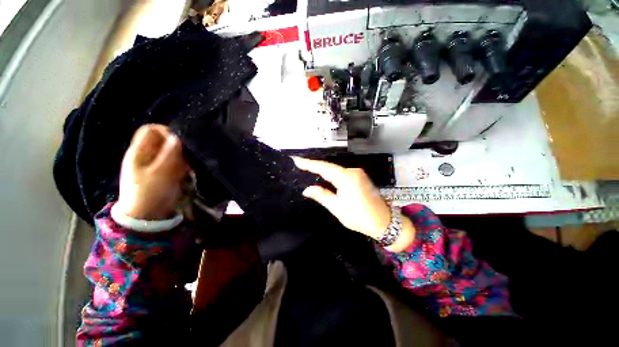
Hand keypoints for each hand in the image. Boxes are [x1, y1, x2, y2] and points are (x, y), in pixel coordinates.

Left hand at [116, 124, 188, 219]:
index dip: (166, 131)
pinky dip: (185, 166)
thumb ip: (169, 154)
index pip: (151, 130)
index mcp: (140, 152)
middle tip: (187, 157)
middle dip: (178, 147)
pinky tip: (188, 174)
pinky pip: (178, 163)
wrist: (147, 216)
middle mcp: (148, 155)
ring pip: (174, 152)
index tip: (180, 141)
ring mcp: (158, 164)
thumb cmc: (149, 193)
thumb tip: (178, 137)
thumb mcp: (159, 173)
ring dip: (183, 158)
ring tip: (188, 168)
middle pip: (164, 141)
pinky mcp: (166, 173)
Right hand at [293, 157, 415, 251]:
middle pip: (330, 167)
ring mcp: (358, 173)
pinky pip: (342, 173)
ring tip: (308, 168)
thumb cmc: (360, 217)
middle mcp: (353, 171)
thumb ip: (322, 195)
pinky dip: (332, 174)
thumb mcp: (337, 208)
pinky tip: (324, 175)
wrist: (384, 222)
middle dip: (315, 166)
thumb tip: (307, 189)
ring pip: (336, 169)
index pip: (323, 168)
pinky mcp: (360, 177)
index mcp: (346, 177)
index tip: (297, 160)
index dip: (309, 164)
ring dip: (323, 170)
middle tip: (300, 164)